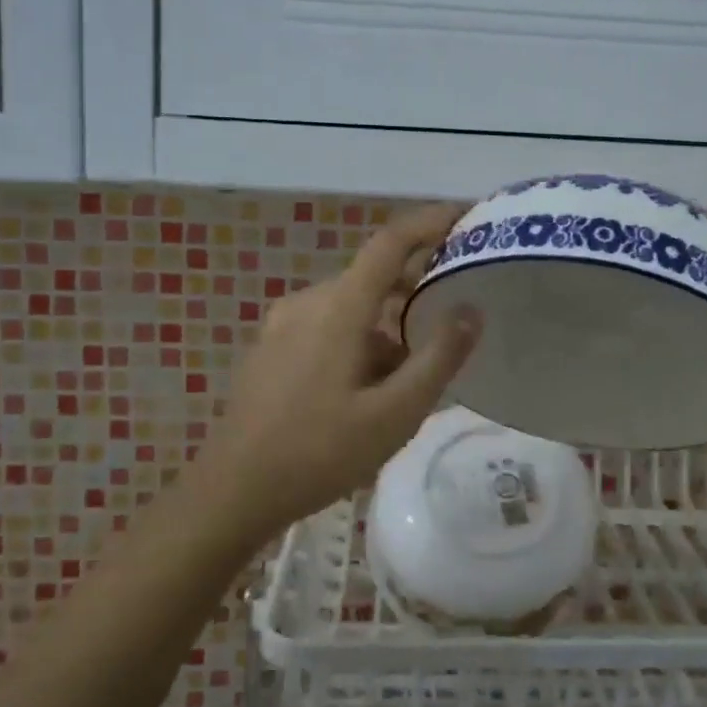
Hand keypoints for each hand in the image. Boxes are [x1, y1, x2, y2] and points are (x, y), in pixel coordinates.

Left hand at [200, 204, 480, 533]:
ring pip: (351, 306)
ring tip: (417, 369)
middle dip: (416, 286)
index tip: (465, 215)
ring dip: (388, 323)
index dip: (430, 222)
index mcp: (338, 308)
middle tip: (456, 307)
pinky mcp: (271, 348)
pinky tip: (371, 386)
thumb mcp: (395, 413)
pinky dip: (360, 338)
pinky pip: (327, 325)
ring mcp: (283, 324)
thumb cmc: (320, 452)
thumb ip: (439, 358)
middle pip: (372, 276)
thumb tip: (472, 310)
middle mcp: (308, 302)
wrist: (234, 491)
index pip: (390, 242)